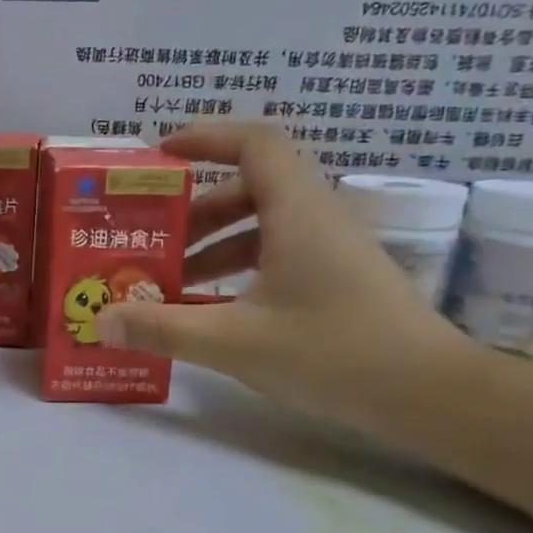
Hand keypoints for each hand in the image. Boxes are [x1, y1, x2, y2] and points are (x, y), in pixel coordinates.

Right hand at [94, 124, 477, 429]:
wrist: (430, 395)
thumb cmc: (332, 353)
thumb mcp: (234, 342)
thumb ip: (163, 328)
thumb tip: (101, 320)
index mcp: (297, 211)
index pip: (254, 143)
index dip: (206, 137)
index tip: (160, 155)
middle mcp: (316, 218)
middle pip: (250, 187)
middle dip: (195, 209)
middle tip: (152, 238)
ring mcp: (332, 250)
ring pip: (263, 226)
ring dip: (214, 245)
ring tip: (169, 281)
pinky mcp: (338, 280)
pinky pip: (278, 256)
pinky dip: (239, 271)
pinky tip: (210, 309)